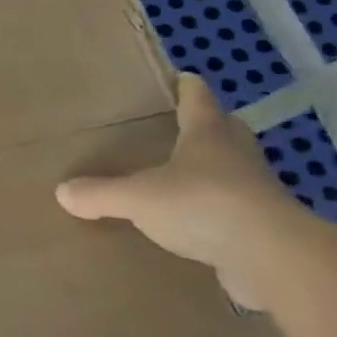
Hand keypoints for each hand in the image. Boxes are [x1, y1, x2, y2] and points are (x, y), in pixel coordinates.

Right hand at [55, 73, 311, 306]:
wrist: (273, 259)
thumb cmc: (203, 205)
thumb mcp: (138, 197)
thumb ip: (100, 193)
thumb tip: (62, 191)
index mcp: (208, 135)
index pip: (198, 99)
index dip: (187, 88)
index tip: (181, 78)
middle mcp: (236, 156)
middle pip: (226, 131)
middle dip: (208, 126)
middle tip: (182, 127)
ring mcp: (256, 193)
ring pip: (234, 171)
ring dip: (215, 171)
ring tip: (183, 178)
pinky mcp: (264, 229)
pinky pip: (236, 212)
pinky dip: (218, 213)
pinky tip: (197, 225)